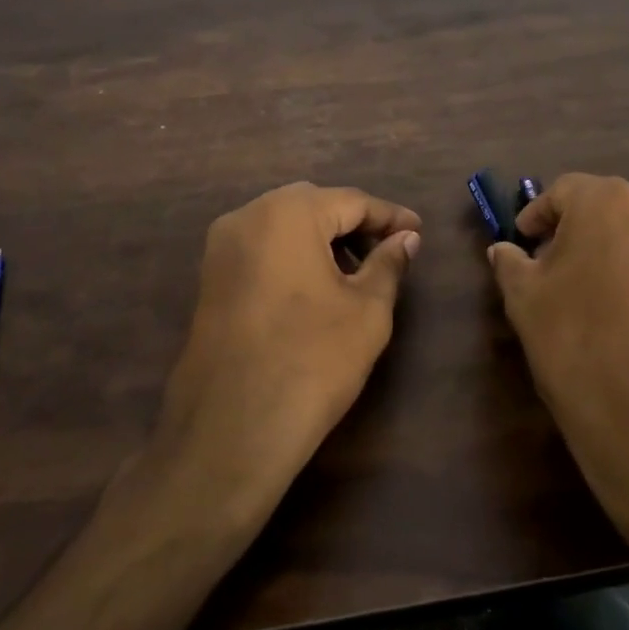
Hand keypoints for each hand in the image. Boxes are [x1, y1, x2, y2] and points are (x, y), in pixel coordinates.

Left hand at [144, 183, 421, 527]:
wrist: (232, 428)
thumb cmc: (312, 360)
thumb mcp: (367, 310)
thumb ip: (389, 263)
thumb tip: (407, 238)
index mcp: (288, 212)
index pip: (351, 201)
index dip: (389, 216)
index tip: (418, 230)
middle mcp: (248, 216)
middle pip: (313, 206)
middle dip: (354, 224)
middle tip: (389, 249)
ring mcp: (221, 247)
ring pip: (283, 225)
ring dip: (322, 239)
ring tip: (356, 272)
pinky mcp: (210, 277)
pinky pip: (261, 249)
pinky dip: (292, 256)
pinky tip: (316, 286)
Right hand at [488, 174, 628, 552]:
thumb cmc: (578, 344)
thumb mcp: (525, 300)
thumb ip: (511, 264)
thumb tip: (504, 251)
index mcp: (608, 201)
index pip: (563, 192)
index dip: (536, 218)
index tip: (521, 246)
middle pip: (602, 208)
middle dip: (572, 233)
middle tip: (546, 270)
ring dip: (604, 253)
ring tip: (581, 296)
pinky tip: (616, 316)